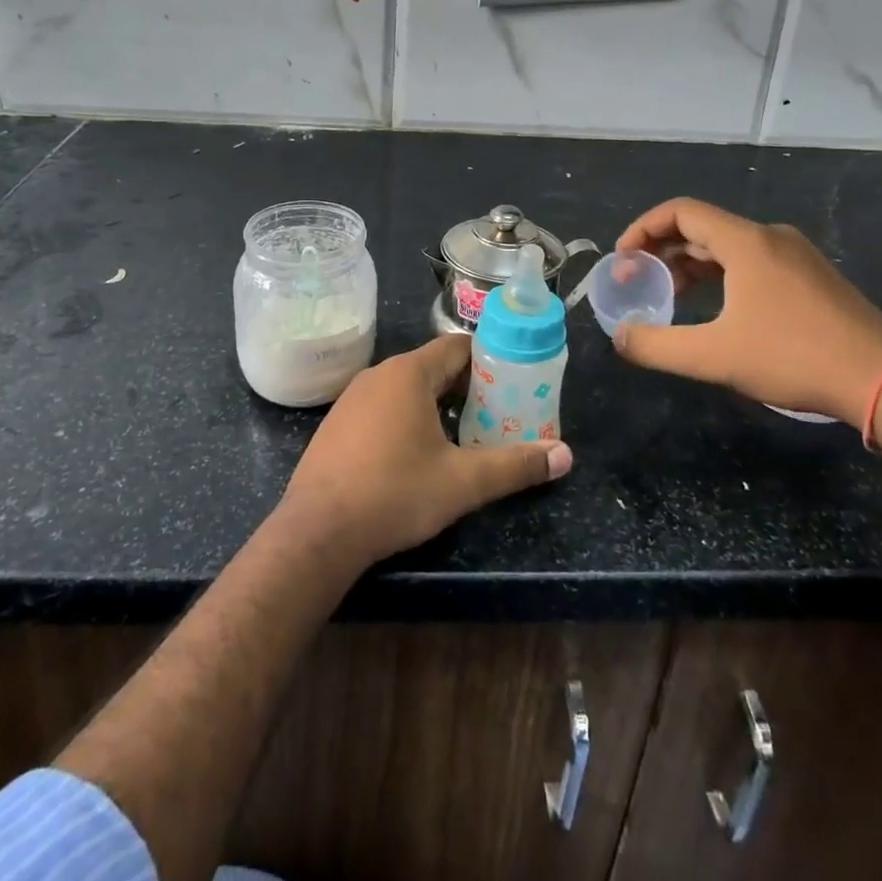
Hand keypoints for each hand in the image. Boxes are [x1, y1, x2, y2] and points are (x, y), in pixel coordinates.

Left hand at [280, 335, 572, 566]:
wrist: (317, 532)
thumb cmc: (394, 494)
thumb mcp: (463, 482)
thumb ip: (515, 466)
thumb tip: (565, 456)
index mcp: (409, 373)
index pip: (458, 347)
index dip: (489, 361)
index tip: (514, 384)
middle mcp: (378, 375)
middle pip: (433, 368)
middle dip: (468, 388)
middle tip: (498, 415)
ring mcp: (352, 398)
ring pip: (407, 389)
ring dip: (437, 405)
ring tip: (465, 435)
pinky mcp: (337, 424)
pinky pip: (382, 407)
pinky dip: (407, 419)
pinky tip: (417, 455)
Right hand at [612, 198, 881, 427]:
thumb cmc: (794, 358)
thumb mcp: (715, 357)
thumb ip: (658, 346)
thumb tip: (620, 338)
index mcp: (746, 242)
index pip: (681, 212)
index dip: (643, 228)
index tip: (623, 258)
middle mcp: (771, 236)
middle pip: (703, 227)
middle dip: (663, 249)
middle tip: (639, 279)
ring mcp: (796, 254)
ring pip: (728, 245)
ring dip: (691, 263)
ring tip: (670, 293)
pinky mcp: (812, 275)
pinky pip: (752, 260)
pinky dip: (721, 273)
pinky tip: (716, 306)